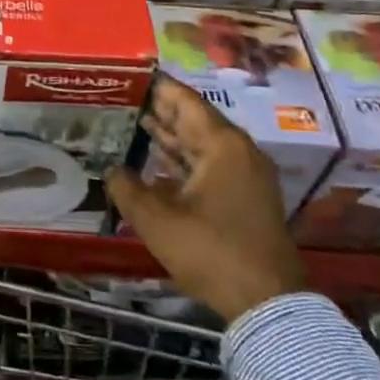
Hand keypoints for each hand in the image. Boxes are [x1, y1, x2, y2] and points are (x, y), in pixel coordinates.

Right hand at [106, 75, 306, 321]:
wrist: (267, 305)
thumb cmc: (211, 252)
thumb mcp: (157, 220)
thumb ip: (127, 188)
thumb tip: (112, 170)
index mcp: (222, 144)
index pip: (184, 100)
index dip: (155, 86)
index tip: (127, 74)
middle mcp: (238, 151)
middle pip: (193, 119)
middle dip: (158, 110)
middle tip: (121, 97)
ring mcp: (245, 175)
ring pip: (201, 143)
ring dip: (169, 135)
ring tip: (131, 122)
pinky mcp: (245, 197)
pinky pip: (208, 165)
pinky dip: (182, 159)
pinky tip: (155, 161)